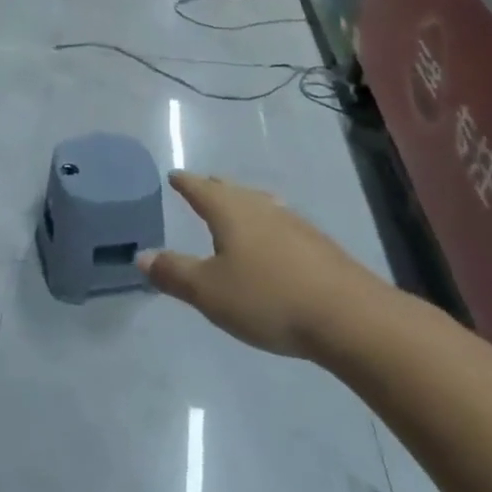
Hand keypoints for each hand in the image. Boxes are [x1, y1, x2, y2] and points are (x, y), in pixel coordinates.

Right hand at [139, 173, 388, 359]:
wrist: (349, 317)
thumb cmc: (268, 298)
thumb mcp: (209, 292)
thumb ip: (174, 273)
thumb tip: (141, 255)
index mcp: (231, 212)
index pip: (201, 189)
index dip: (185, 183)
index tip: (174, 175)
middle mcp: (261, 208)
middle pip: (232, 191)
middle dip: (213, 189)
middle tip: (201, 187)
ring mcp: (294, 224)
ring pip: (260, 205)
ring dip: (243, 205)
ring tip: (236, 210)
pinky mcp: (317, 245)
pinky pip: (280, 224)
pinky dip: (266, 225)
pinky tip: (272, 243)